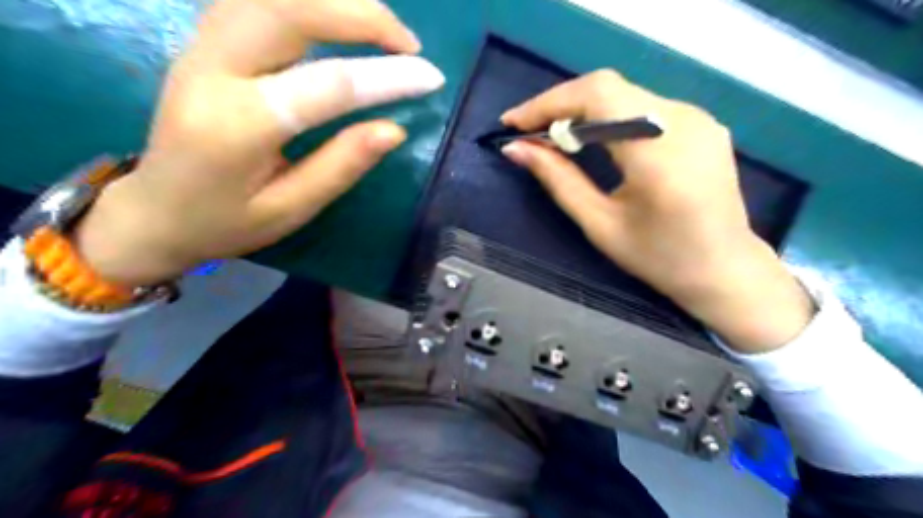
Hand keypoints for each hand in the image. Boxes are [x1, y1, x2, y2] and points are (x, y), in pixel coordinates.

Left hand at [74, 1, 443, 287]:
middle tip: (408, 43)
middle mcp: (212, 71)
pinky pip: (257, 1)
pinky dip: (305, 3)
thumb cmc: (225, 223)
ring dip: (334, 1)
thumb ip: (342, 166)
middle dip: (359, 15)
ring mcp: (201, 48)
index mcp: (237, 127)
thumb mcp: (291, 209)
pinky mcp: (204, 42)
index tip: (432, 78)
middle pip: (289, 9)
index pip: (326, 85)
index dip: (386, 77)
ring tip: (381, 28)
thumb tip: (395, 129)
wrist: (153, 212)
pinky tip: (335, 19)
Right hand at [503, 71, 808, 353]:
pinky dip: (607, 115)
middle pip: (608, 88)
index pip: (597, 97)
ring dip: (581, 109)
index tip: (513, 123)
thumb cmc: (658, 258)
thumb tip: (517, 149)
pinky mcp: (701, 122)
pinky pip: (642, 105)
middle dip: (559, 105)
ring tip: (552, 136)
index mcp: (659, 154)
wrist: (724, 269)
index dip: (549, 103)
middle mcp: (684, 121)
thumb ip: (558, 180)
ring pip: (623, 93)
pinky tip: (591, 137)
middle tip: (528, 131)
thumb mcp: (600, 224)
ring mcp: (698, 117)